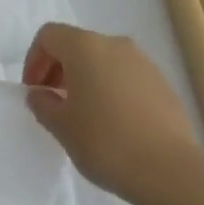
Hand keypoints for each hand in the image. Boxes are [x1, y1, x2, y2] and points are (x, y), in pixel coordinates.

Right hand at [23, 22, 201, 204]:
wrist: (169, 169)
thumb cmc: (105, 142)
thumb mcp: (62, 127)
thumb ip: (43, 104)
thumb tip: (40, 93)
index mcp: (85, 46)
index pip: (49, 35)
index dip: (34, 59)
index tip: (34, 91)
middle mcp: (114, 43)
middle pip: (76, 44)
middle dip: (58, 68)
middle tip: (53, 102)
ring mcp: (142, 61)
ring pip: (102, 59)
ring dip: (85, 78)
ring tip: (82, 115)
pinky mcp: (161, 82)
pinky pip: (124, 75)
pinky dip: (109, 88)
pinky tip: (112, 123)